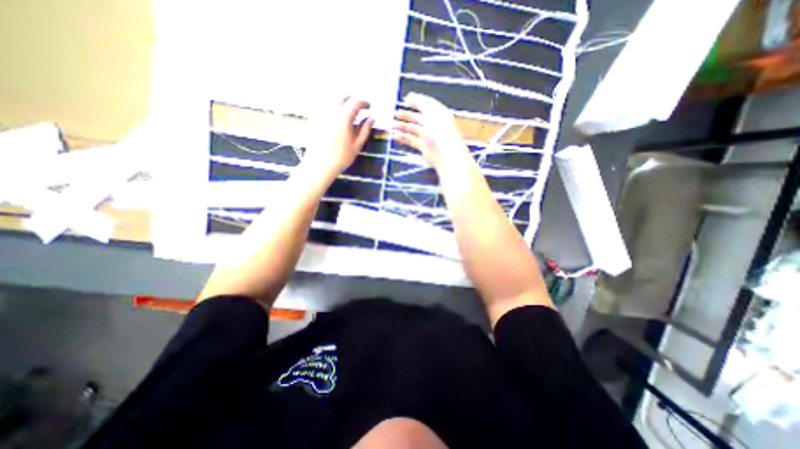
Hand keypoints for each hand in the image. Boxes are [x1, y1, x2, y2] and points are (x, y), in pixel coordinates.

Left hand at [302, 97, 376, 181]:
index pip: (356, 102)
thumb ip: (365, 129)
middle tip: (359, 109)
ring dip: (342, 104)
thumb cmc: (342, 157)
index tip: (369, 107)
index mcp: (343, 116)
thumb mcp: (357, 144)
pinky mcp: (314, 120)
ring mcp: (320, 114)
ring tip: (348, 115)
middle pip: (343, 97)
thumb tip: (371, 118)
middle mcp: (331, 111)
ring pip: (332, 101)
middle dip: (352, 101)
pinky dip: (333, 110)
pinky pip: (324, 108)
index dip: (364, 103)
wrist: (320, 165)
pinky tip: (335, 120)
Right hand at [393, 91, 470, 169]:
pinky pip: (412, 140)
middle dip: (407, 115)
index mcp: (439, 113)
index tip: (406, 98)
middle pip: (419, 117)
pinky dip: (404, 138)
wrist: (445, 152)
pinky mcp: (424, 147)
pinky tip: (396, 135)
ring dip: (404, 126)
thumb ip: (420, 103)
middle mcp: (434, 124)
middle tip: (396, 114)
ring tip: (394, 124)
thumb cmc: (440, 130)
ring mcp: (429, 136)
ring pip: (414, 129)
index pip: (427, 103)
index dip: (417, 100)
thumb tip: (410, 96)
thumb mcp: (430, 112)